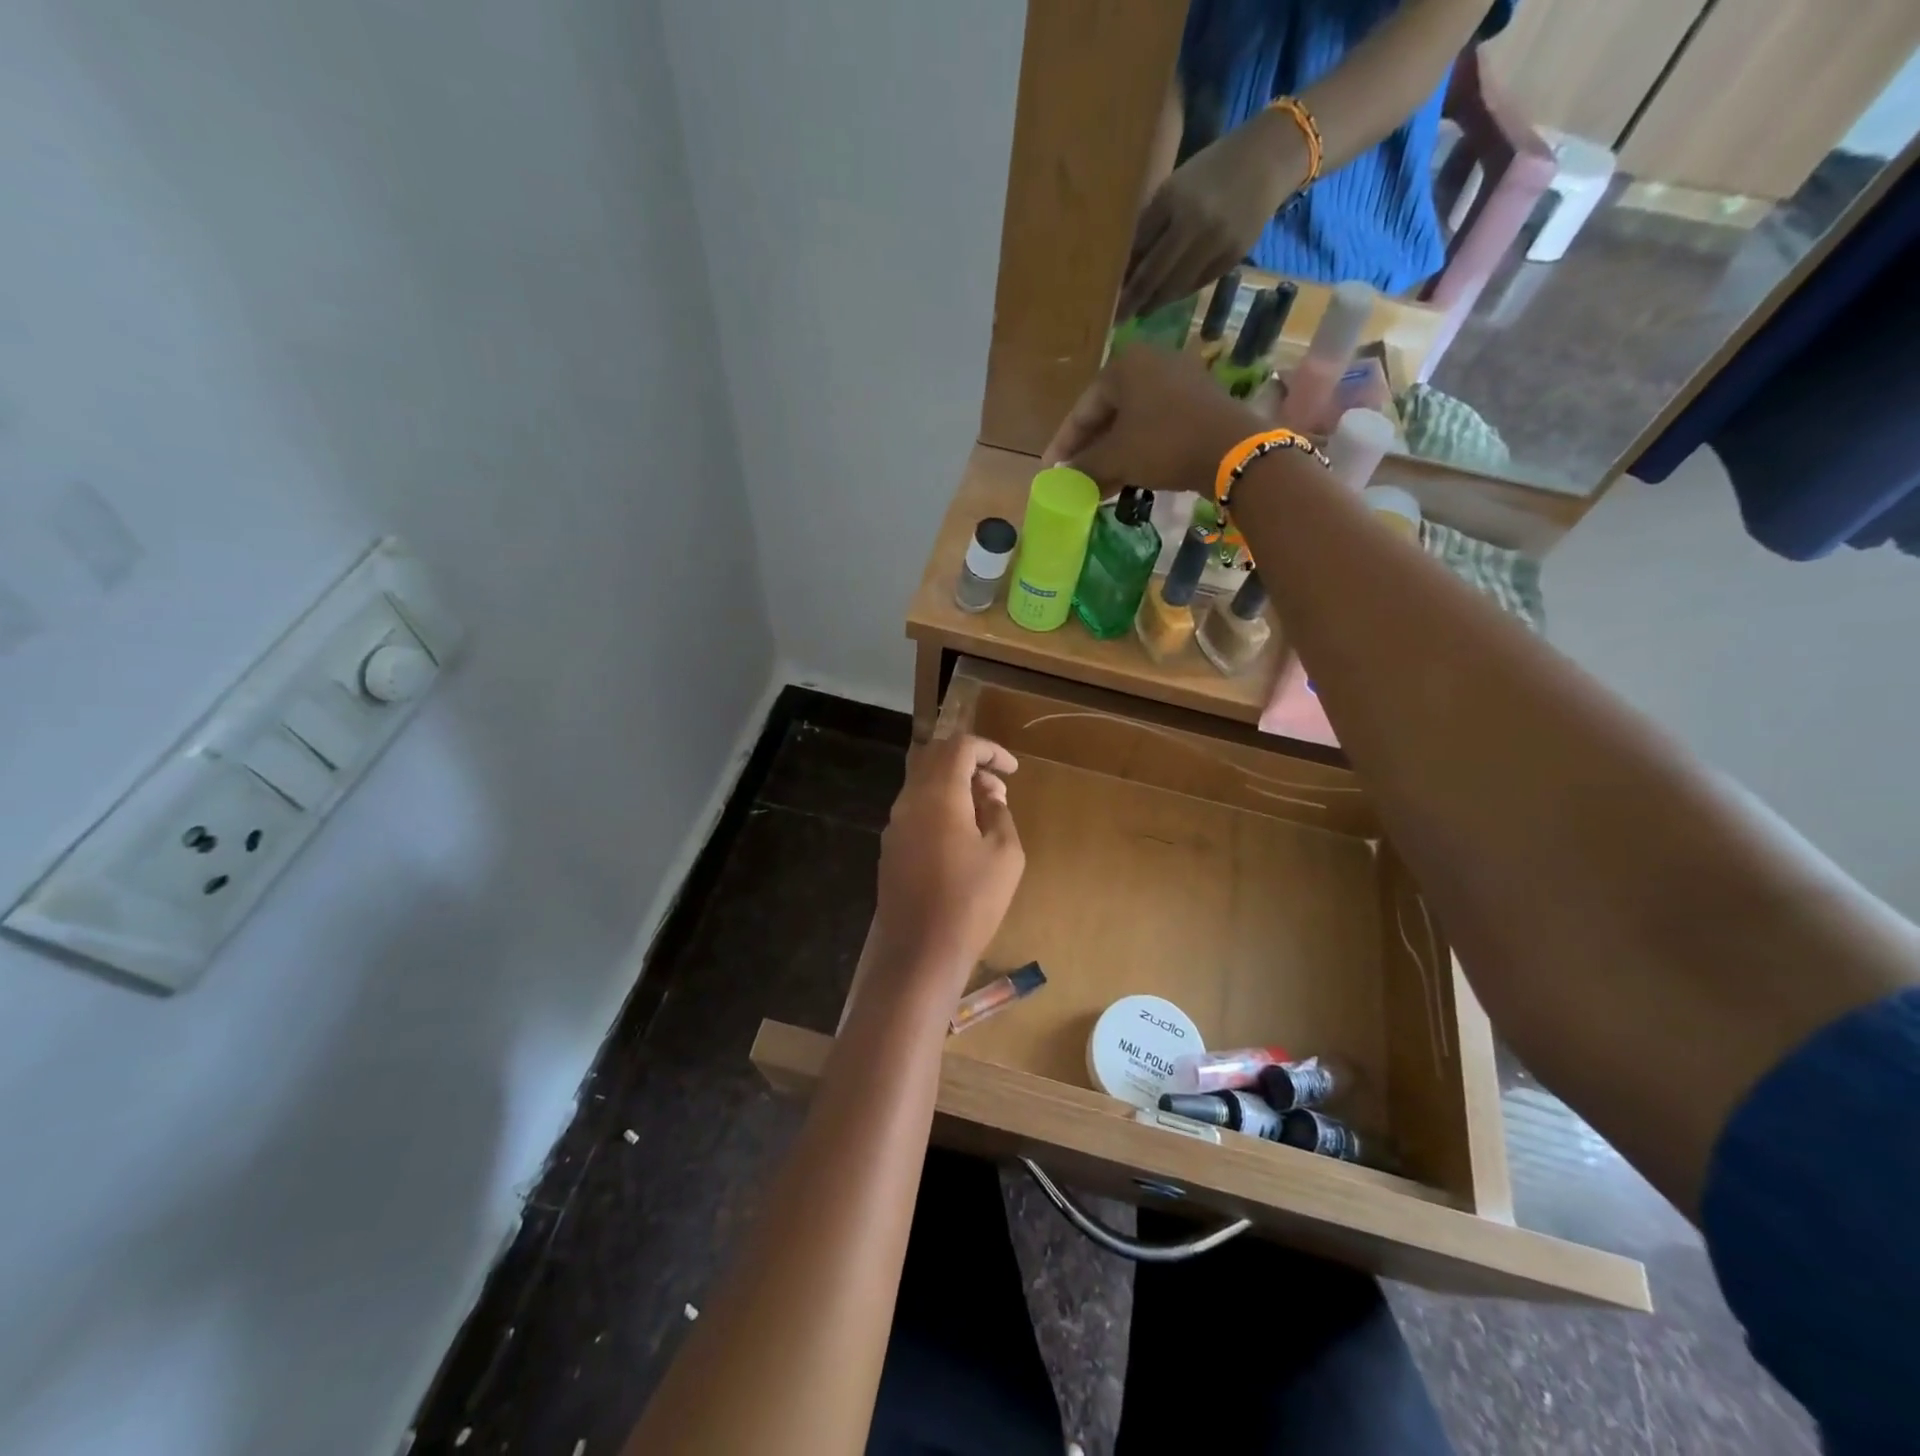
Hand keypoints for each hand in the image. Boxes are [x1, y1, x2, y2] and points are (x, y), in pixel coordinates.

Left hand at [872, 734, 1025, 992]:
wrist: (919, 952)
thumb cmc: (971, 901)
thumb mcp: (1005, 854)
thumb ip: (999, 813)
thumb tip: (988, 795)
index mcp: (938, 795)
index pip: (959, 746)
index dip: (989, 750)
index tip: (1013, 770)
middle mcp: (909, 801)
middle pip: (934, 758)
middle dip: (969, 762)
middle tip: (998, 786)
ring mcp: (894, 825)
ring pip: (922, 783)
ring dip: (953, 785)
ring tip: (985, 812)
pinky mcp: (891, 848)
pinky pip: (915, 809)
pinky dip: (939, 806)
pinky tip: (961, 835)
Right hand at [1044, 344, 1273, 494]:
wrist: (1232, 449)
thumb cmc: (1163, 444)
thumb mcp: (1116, 458)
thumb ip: (1083, 467)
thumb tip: (1062, 480)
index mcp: (1123, 365)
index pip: (1082, 409)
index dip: (1063, 444)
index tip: (1051, 470)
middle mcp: (1150, 362)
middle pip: (1106, 414)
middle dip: (1089, 451)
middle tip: (1073, 478)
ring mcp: (1177, 380)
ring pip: (1131, 422)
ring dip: (1112, 455)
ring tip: (1097, 485)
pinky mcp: (1197, 401)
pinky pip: (1155, 425)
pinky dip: (1137, 450)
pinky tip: (1127, 476)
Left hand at [1119, 111, 1304, 320]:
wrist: (1269, 159)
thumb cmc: (1212, 171)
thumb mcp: (1175, 186)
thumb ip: (1152, 224)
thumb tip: (1125, 268)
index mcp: (1172, 199)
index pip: (1137, 249)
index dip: (1121, 276)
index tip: (1106, 295)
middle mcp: (1193, 222)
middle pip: (1152, 276)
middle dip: (1132, 301)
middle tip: (1116, 318)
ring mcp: (1215, 242)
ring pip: (1175, 287)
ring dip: (1154, 303)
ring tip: (1141, 310)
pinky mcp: (1232, 257)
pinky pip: (1197, 285)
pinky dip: (1179, 294)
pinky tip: (1168, 297)